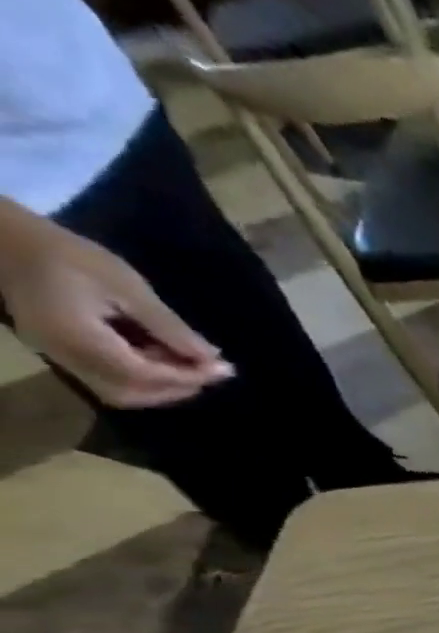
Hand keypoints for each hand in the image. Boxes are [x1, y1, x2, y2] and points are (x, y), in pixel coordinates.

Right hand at [1, 220, 231, 408]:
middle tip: (210, 370)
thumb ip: (170, 328)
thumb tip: (211, 358)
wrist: (6, 239)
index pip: (140, 374)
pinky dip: (142, 374)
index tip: (224, 370)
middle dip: (175, 388)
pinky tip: (163, 354)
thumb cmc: (70, 256)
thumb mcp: (128, 288)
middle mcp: (61, 354)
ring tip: (190, 361)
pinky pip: (105, 375)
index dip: (187, 377)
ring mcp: (55, 354)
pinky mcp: (58, 349)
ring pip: (116, 389)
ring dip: (161, 383)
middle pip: (126, 393)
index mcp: (75, 337)